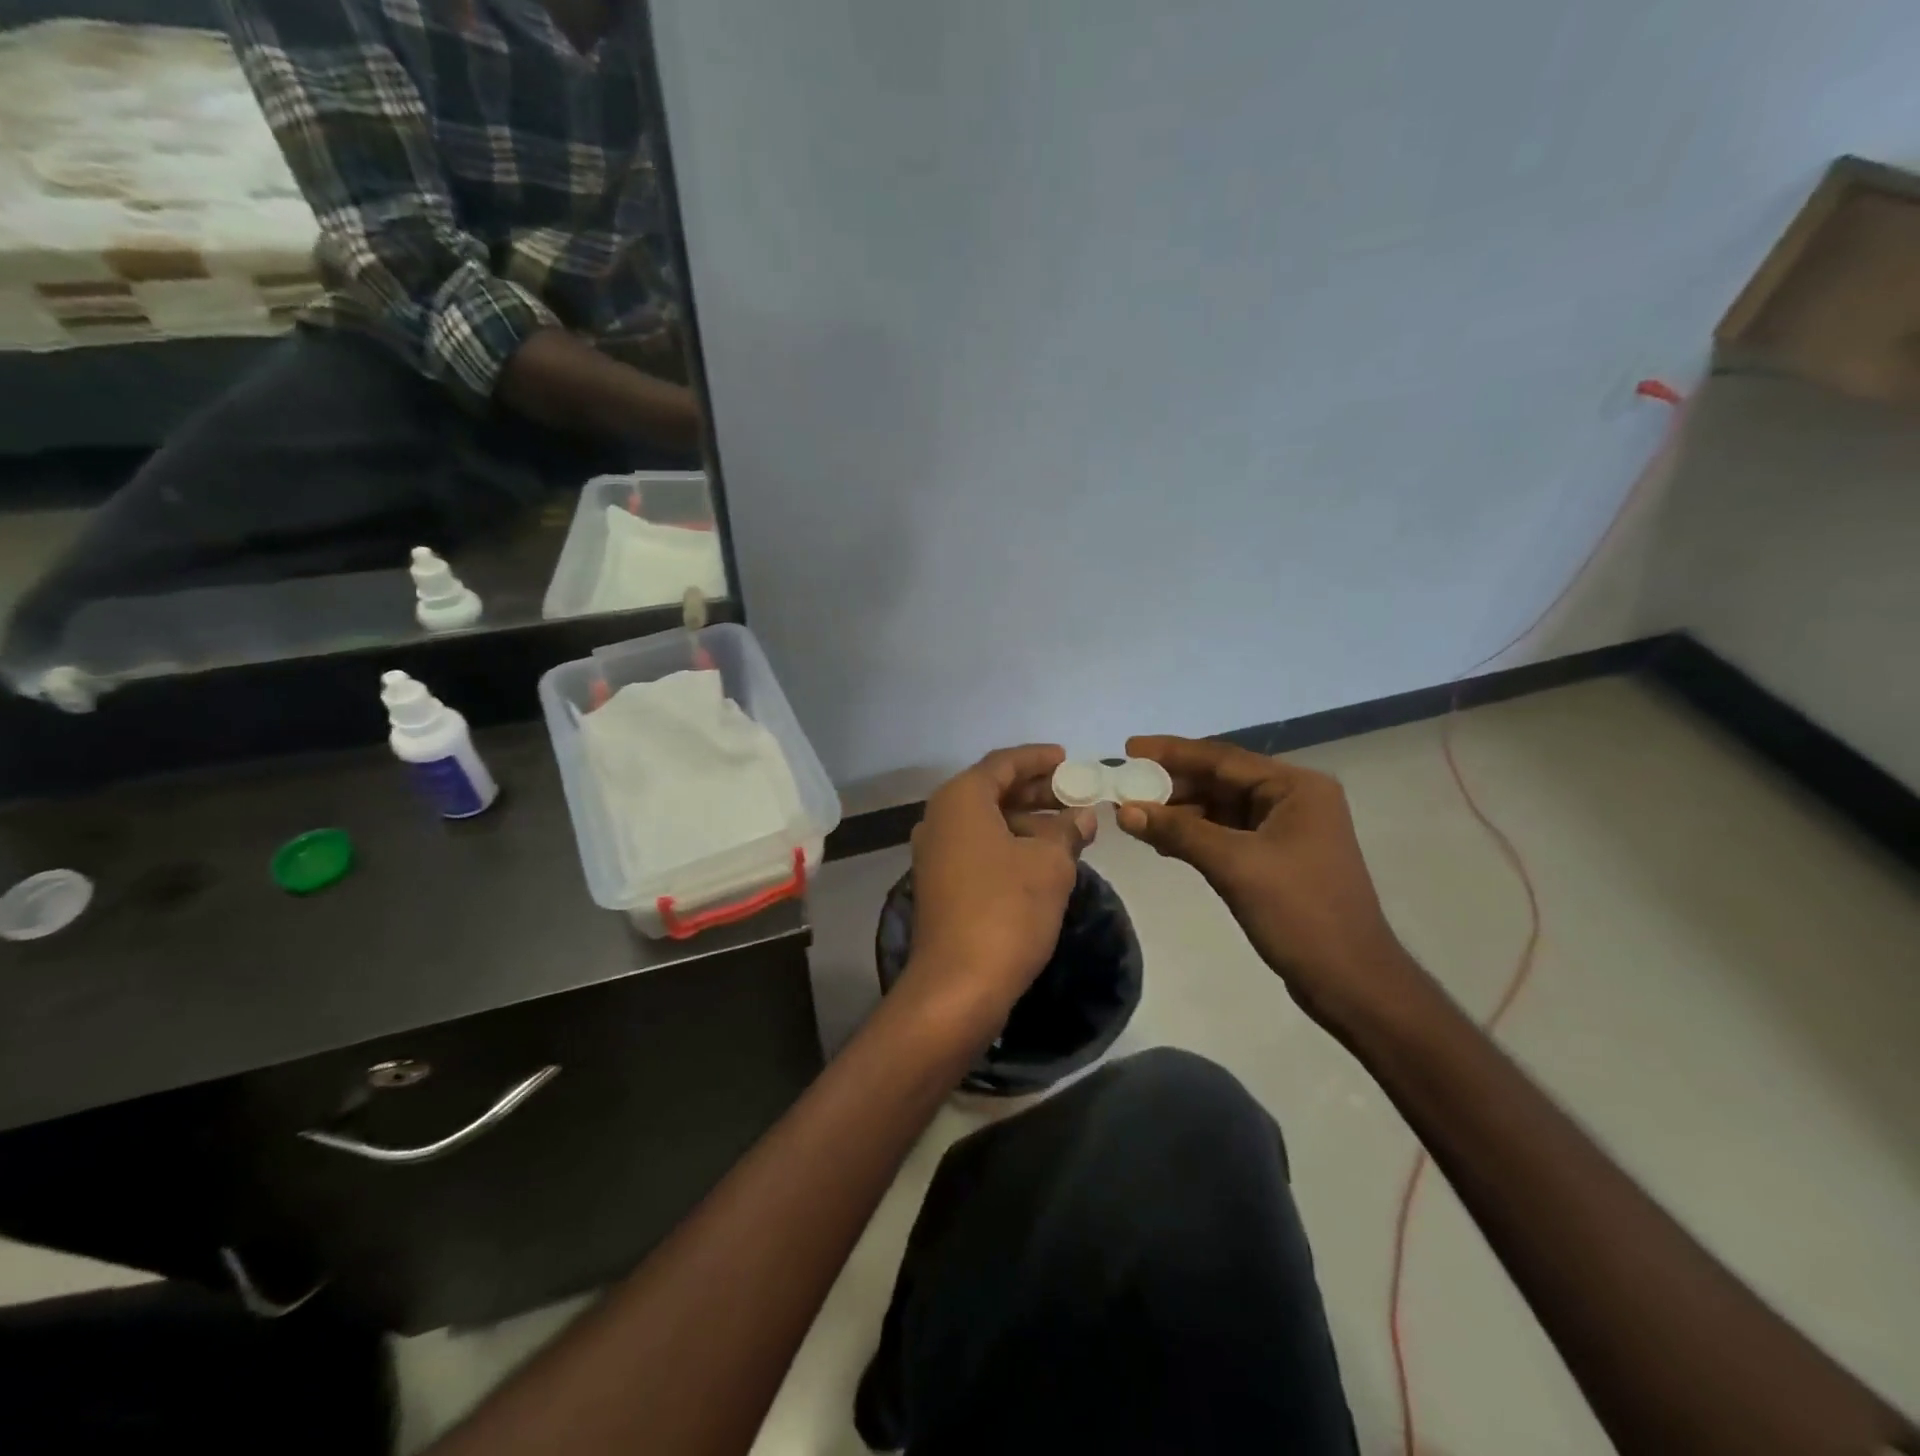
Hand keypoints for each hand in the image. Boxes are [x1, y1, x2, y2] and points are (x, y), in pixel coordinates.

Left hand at [901, 745, 1094, 1033]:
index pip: (1003, 763)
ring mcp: (935, 853)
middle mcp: (939, 818)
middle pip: (992, 791)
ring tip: (1068, 828)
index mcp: (960, 799)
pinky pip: (978, 848)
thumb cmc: (1007, 909)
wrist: (959, 984)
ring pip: (986, 822)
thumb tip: (1081, 816)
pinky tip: (1042, 859)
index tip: (1068, 759)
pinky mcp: (940, 884)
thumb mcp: (1049, 864)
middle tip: (1074, 793)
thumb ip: (1067, 831)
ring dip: (1026, 821)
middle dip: (1036, 791)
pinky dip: (1010, 845)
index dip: (1038, 758)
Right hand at [1116, 735, 1422, 1031]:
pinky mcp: (1275, 858)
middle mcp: (1293, 800)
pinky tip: (1161, 841)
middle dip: (1172, 783)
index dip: (1172, 752)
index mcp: (1295, 788)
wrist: (1350, 982)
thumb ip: (1178, 832)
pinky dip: (1194, 834)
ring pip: (1220, 808)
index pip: (1223, 758)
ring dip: (1179, 811)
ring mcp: (1285, 830)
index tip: (1129, 748)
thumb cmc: (1300, 913)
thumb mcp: (1234, 865)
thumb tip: (1125, 809)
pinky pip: (1225, 834)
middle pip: (1221, 779)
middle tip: (1124, 784)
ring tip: (1133, 813)